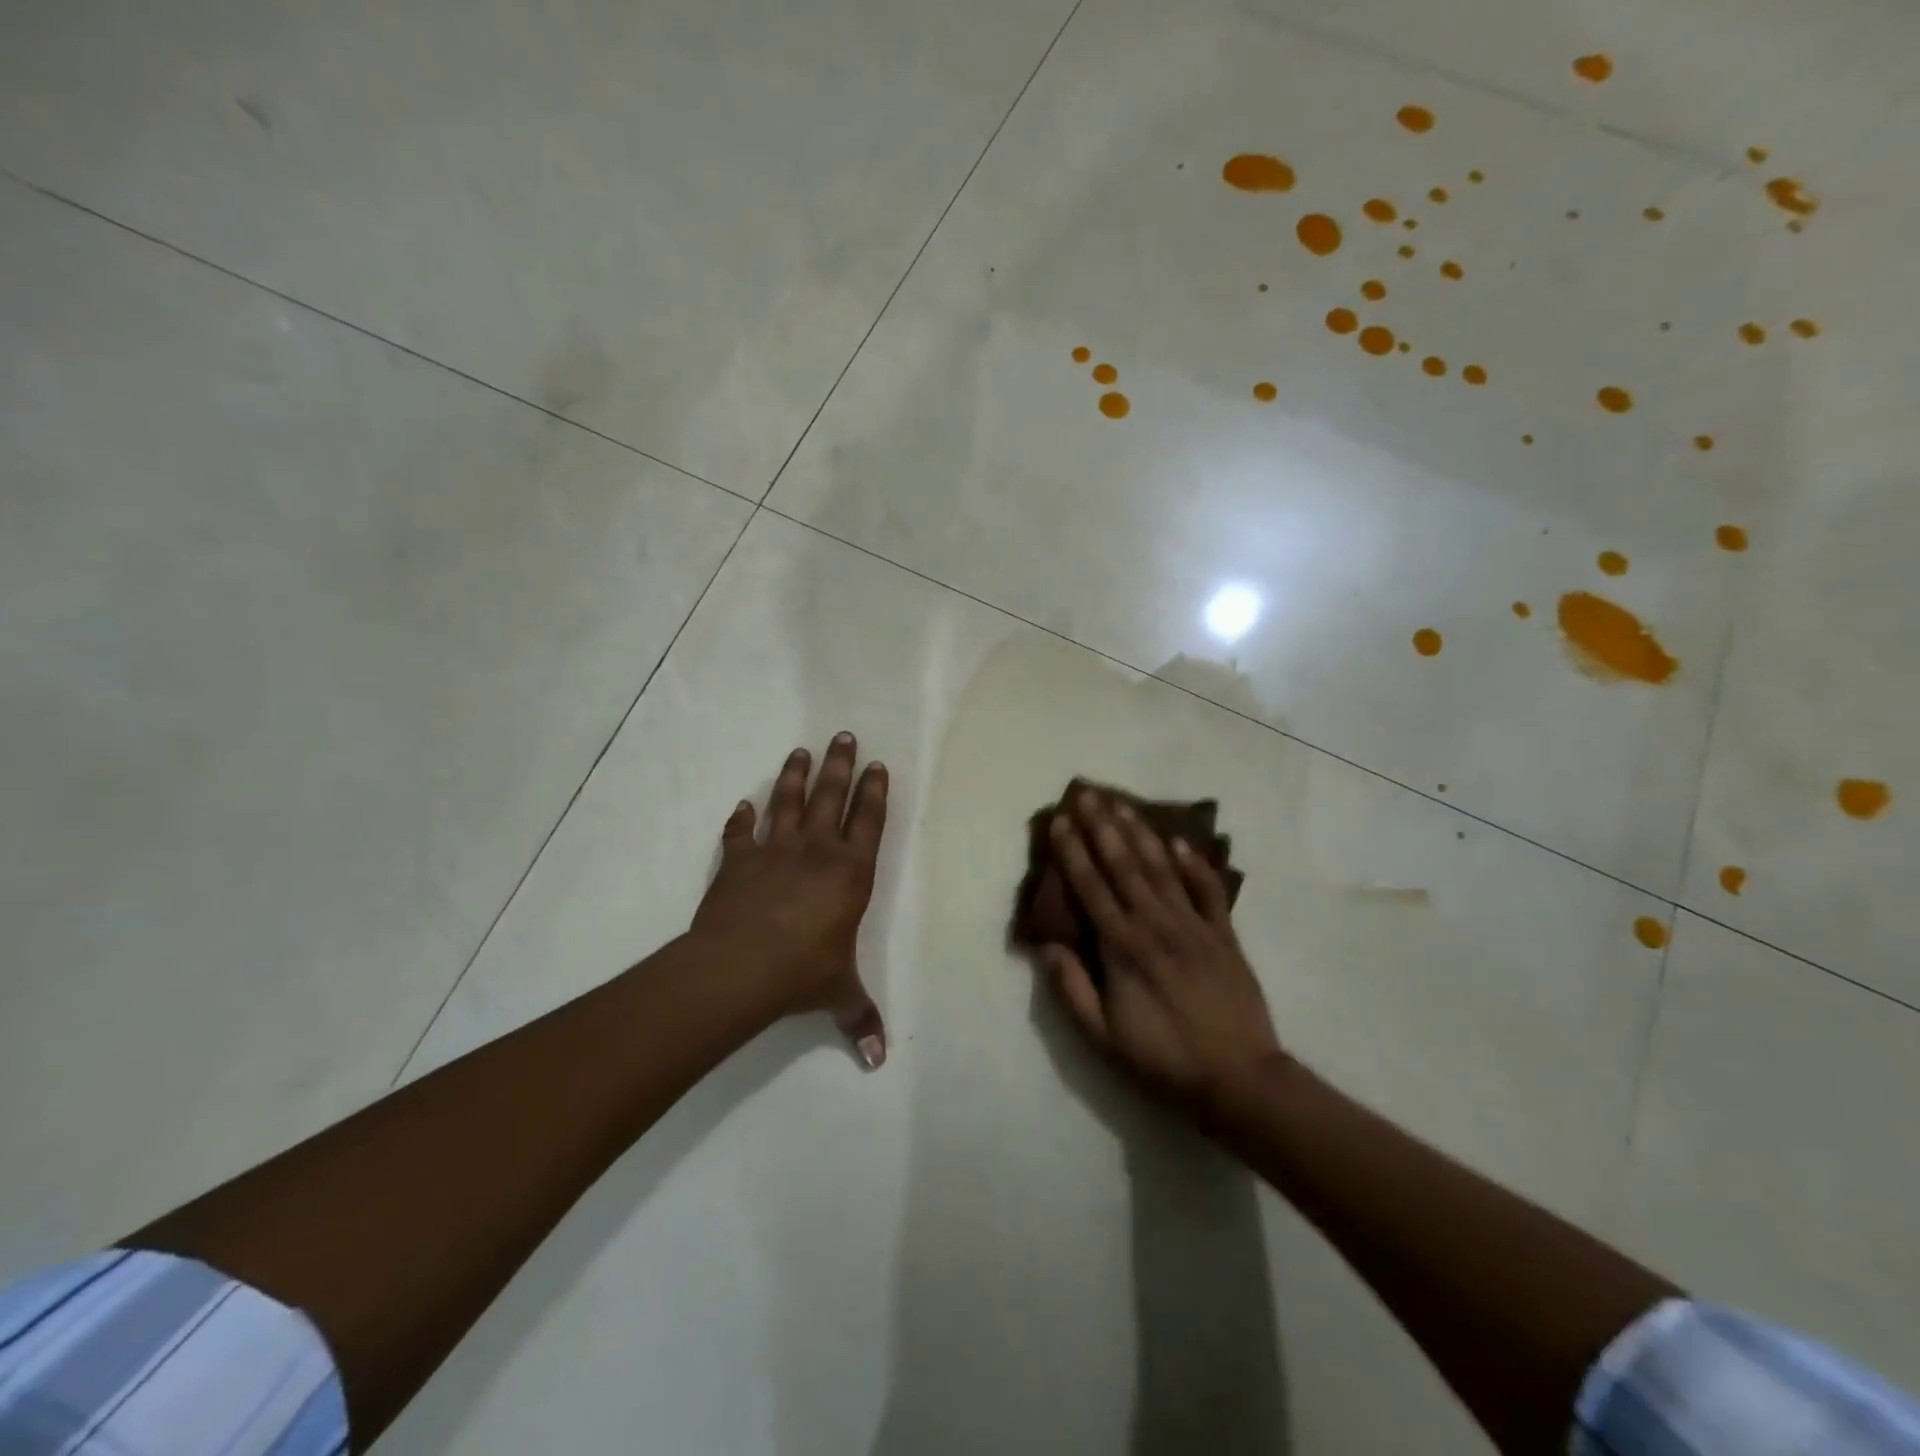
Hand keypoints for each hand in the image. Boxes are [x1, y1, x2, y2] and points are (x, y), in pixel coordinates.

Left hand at [690, 733, 890, 1067]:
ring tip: (801, 751)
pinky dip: (741, 818)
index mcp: (851, 873)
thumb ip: (861, 1019)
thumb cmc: (802, 972)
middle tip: (844, 734)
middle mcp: (817, 851)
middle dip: (841, 765)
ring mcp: (775, 850)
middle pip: (832, 796)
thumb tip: (880, 1061)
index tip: (877, 765)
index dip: (875, 791)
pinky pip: (740, 832)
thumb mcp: (839, 994)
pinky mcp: (738, 860)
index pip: (869, 821)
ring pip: (789, 802)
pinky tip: (742, 805)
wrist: (739, 967)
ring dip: (795, 776)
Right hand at [1041, 789, 1282, 1117]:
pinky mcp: (1224, 935)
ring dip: (1140, 833)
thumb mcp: (1103, 1037)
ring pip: (1161, 868)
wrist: (1239, 1079)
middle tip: (1087, 792)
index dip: (1072, 852)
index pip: (1090, 887)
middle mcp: (1156, 925)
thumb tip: (1045, 945)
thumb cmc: (1163, 1059)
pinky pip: (1208, 891)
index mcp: (1123, 948)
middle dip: (1102, 826)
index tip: (1059, 820)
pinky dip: (1195, 864)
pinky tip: (1179, 840)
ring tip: (1122, 803)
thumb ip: (1072, 988)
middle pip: (1124, 865)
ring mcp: (1194, 926)